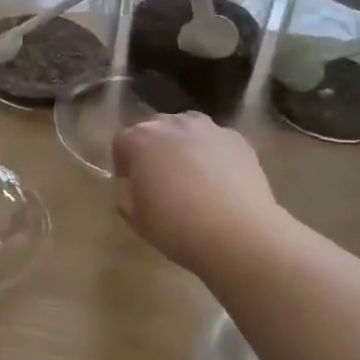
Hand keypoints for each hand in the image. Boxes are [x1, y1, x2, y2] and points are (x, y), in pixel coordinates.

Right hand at [112, 114, 286, 274]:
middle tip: (158, 176)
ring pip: (188, 127)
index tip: (128, 181)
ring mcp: (209, 129)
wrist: (238, 233)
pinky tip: (219, 179)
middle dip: (153, 147)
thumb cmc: (177, 227)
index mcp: (141, 140)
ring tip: (190, 172)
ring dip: (183, 144)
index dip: (122, 160)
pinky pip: (216, 140)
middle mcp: (173, 125)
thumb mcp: (138, 220)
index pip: (122, 141)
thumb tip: (133, 193)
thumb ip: (128, 199)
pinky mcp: (238, 140)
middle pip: (155, 128)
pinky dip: (213, 153)